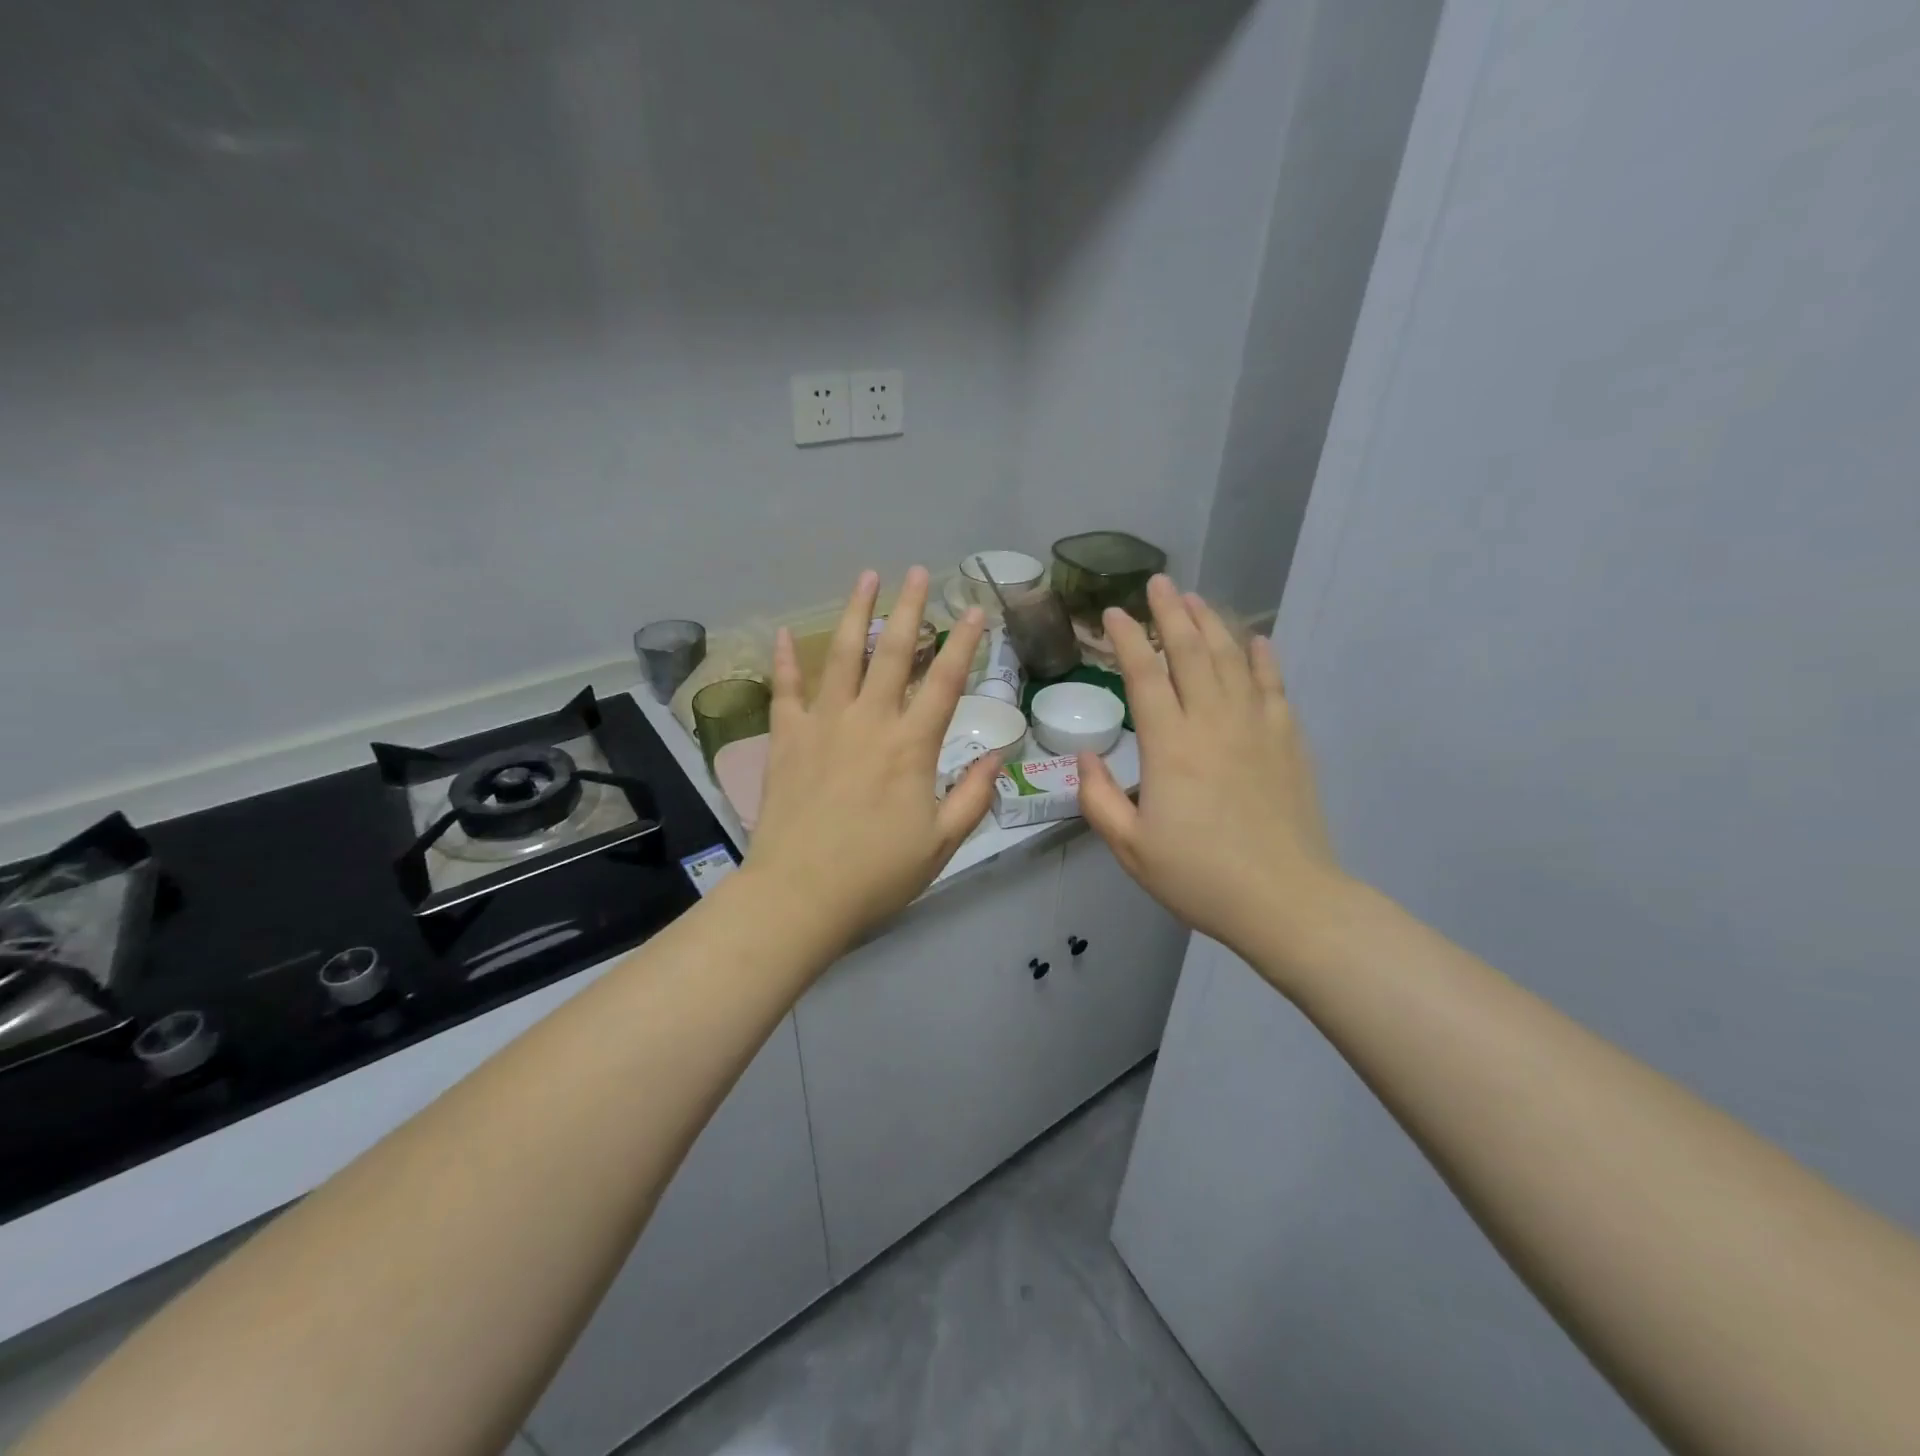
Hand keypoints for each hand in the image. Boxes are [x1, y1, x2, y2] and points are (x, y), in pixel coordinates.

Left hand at [743, 568, 998, 956]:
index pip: (945, 682)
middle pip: (894, 653)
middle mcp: (869, 722)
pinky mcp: (786, 739)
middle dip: (910, 608)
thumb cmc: (877, 874)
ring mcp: (823, 725)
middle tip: (918, 573)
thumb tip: (999, 755)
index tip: (975, 609)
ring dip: (855, 613)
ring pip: (842, 656)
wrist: (800, 895)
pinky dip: (786, 661)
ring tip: (865, 577)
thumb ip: (974, 796)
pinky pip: (786, 690)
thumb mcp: (942, 843)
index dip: (965, 643)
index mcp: (911, 746)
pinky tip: (784, 633)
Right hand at [1078, 576, 1349, 976]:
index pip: (1144, 676)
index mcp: (1170, 747)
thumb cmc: (1200, 877)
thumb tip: (1085, 756)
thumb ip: (1099, 799)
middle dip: (1170, 613)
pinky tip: (1256, 640)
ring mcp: (1256, 728)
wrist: (1286, 901)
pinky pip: (1273, 686)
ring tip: (1195, 598)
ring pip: (1232, 660)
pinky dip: (1263, 658)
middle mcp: (1213, 723)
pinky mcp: (1288, 741)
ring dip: (1211, 624)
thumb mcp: (1131, 848)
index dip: (1126, 640)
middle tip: (1157, 583)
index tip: (1111, 613)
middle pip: (1191, 653)